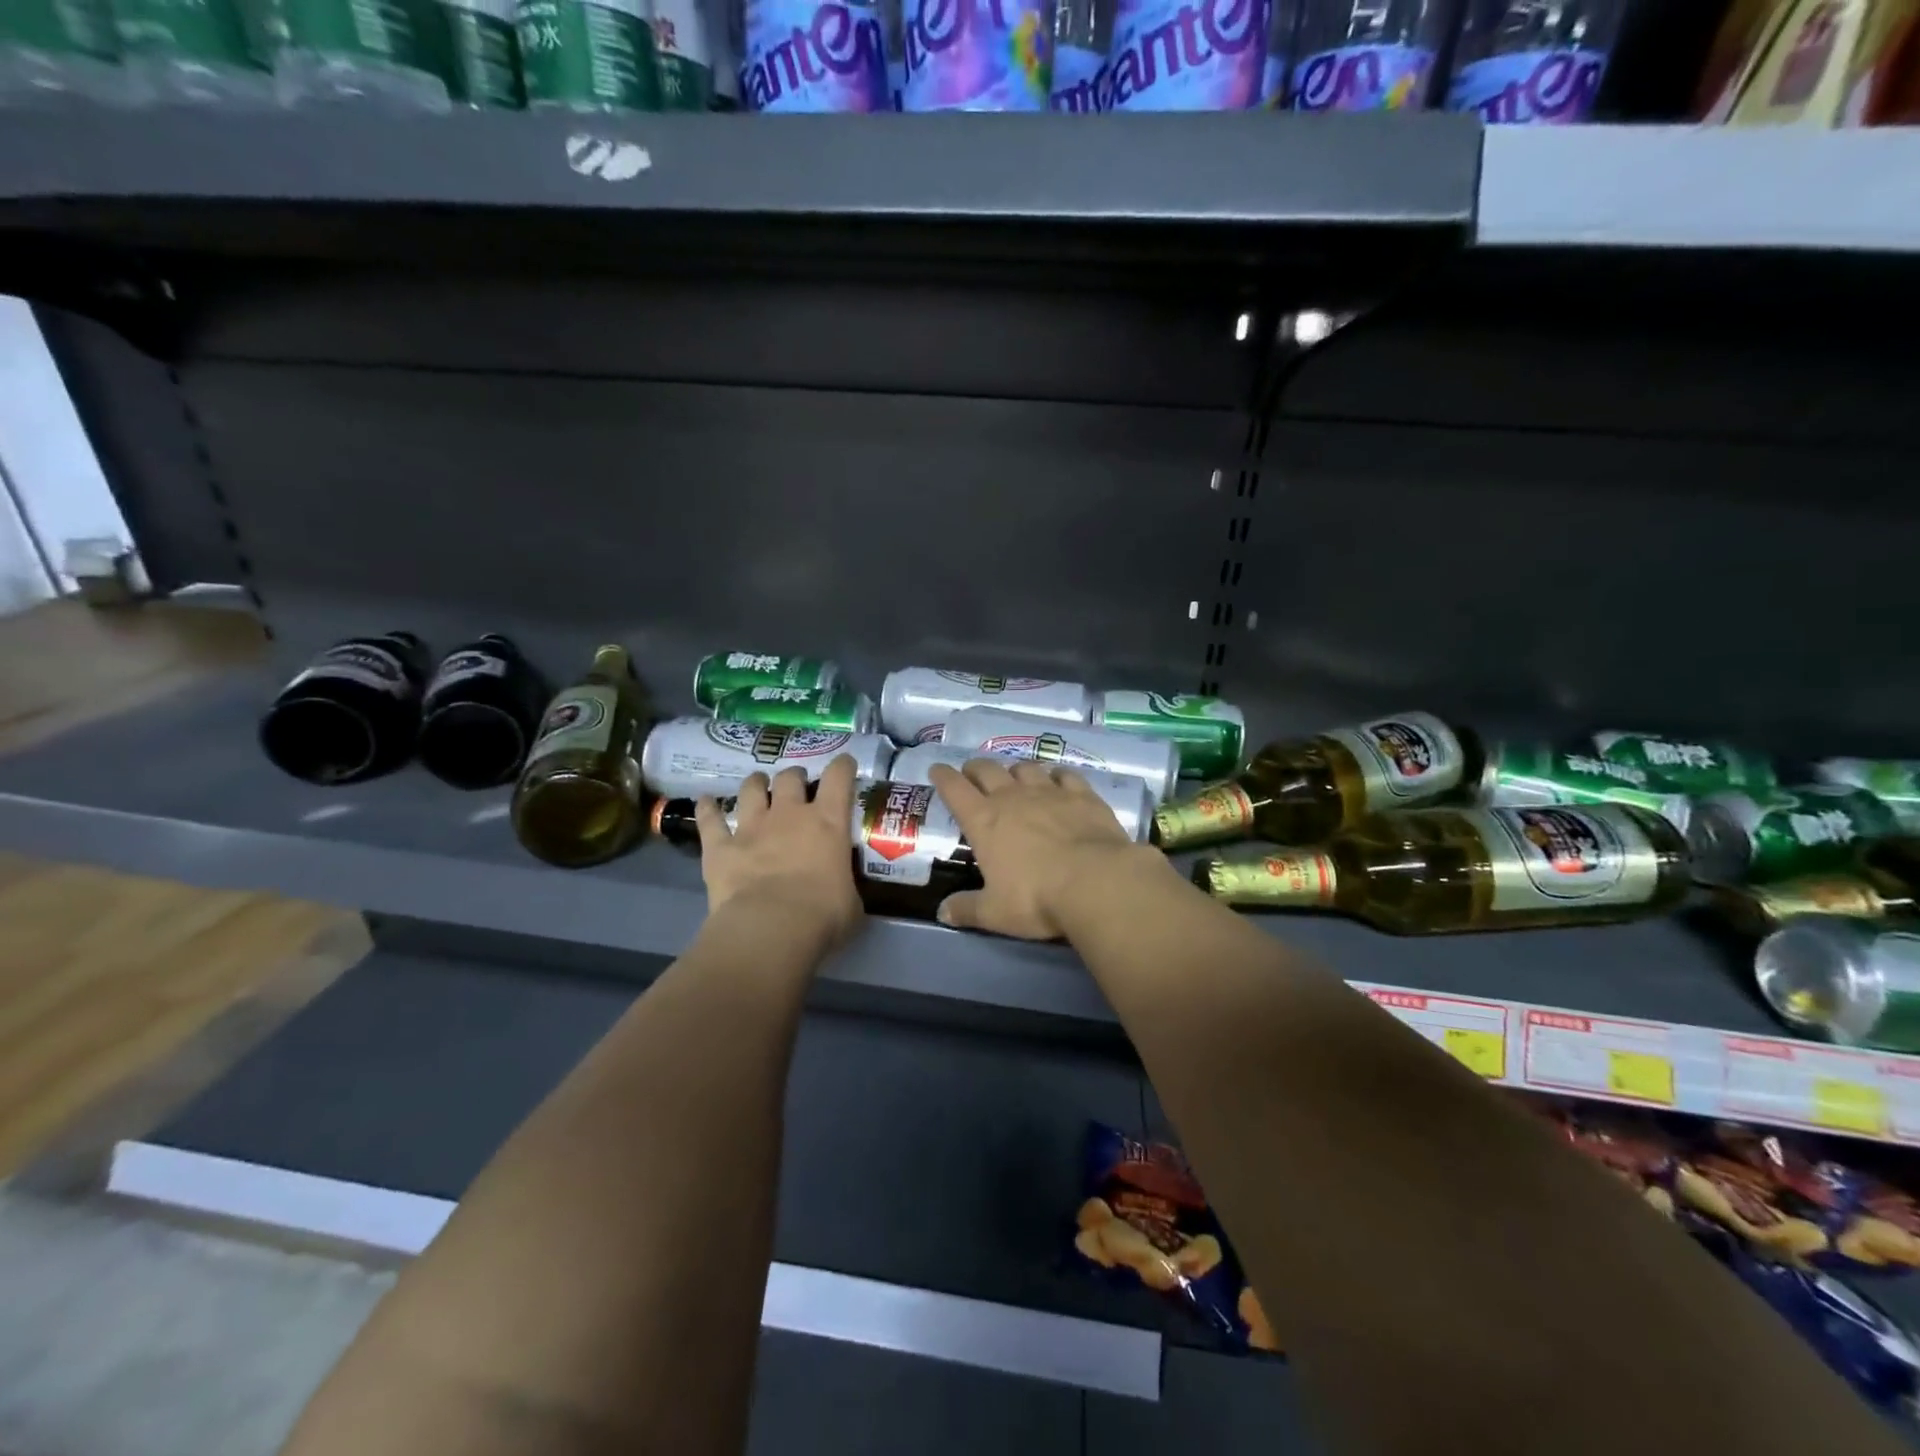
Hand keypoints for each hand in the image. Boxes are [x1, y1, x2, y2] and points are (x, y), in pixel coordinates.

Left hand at [695, 755, 863, 952]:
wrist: (770, 929)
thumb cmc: (822, 916)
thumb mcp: (851, 901)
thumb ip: (846, 885)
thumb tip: (843, 891)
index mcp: (828, 822)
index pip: (839, 778)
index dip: (842, 766)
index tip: (844, 764)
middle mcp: (790, 814)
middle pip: (790, 777)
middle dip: (794, 777)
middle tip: (797, 786)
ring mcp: (752, 827)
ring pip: (751, 789)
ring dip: (755, 784)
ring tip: (757, 786)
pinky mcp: (720, 846)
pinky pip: (710, 819)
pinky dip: (707, 809)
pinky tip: (704, 802)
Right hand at [928, 759, 1161, 939]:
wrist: (1095, 882)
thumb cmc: (1036, 898)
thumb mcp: (995, 912)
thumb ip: (967, 909)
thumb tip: (943, 913)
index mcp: (984, 821)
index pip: (955, 789)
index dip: (943, 777)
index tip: (937, 770)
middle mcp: (1012, 797)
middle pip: (988, 770)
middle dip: (975, 768)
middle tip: (972, 773)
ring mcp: (1049, 792)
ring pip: (1026, 768)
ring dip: (1015, 769)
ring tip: (1014, 776)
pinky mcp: (1082, 794)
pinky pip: (1065, 774)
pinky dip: (1057, 775)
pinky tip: (1058, 780)